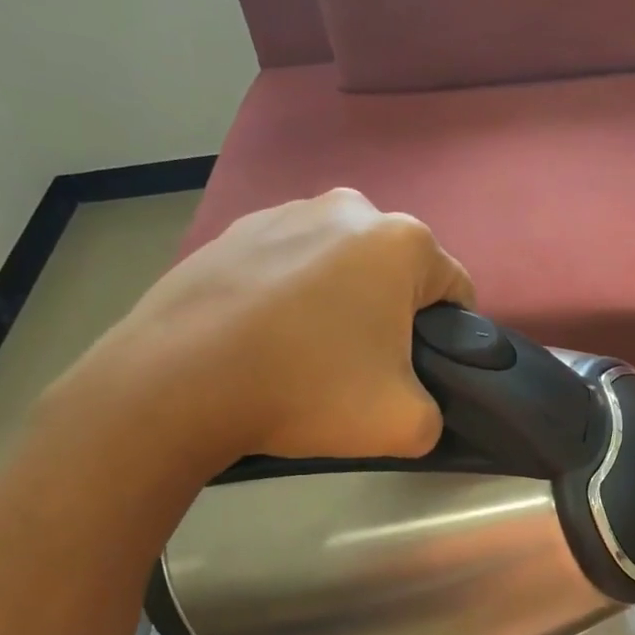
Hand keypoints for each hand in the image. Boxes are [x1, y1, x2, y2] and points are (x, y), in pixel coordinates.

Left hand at [52, 189, 473, 478]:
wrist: (177, 382)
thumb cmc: (307, 390)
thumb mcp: (405, 425)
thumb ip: (437, 413)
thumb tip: (418, 404)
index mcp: (402, 242)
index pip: (456, 289)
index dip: (449, 337)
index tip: (419, 373)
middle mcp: (348, 209)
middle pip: (396, 272)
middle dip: (392, 315)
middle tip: (362, 369)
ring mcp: (283, 212)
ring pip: (340, 265)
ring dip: (340, 301)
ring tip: (306, 354)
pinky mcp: (232, 231)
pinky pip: (287, 265)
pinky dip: (289, 295)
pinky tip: (264, 338)